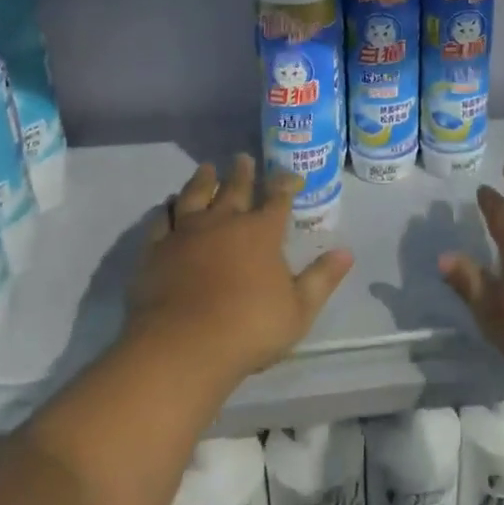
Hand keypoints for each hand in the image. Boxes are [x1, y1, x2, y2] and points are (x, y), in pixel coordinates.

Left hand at [126, 155, 353, 385]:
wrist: (183, 346)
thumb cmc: (249, 328)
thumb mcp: (299, 309)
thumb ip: (322, 278)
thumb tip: (347, 253)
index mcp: (262, 232)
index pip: (278, 198)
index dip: (286, 184)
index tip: (291, 176)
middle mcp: (224, 222)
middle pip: (235, 188)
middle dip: (243, 173)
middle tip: (243, 158)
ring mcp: (186, 233)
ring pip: (195, 195)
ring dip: (203, 180)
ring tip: (207, 168)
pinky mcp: (156, 250)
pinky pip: (161, 220)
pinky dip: (166, 209)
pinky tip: (167, 205)